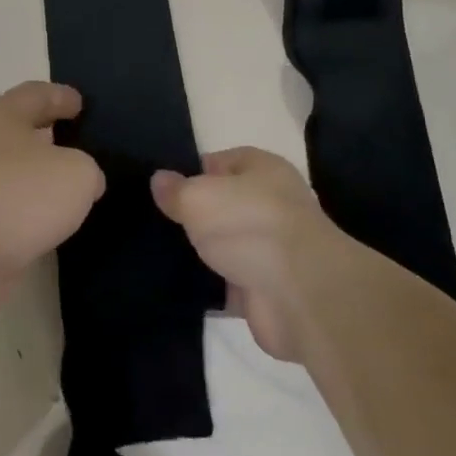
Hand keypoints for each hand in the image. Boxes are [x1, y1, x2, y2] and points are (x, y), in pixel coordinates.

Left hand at [0, 82, 104, 322]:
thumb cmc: (19, 195)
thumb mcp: (76, 173)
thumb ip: (87, 170)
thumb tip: (83, 183)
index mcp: (4, 114)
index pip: (37, 94)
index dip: (61, 96)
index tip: (80, 104)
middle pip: (21, 128)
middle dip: (48, 132)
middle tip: (78, 140)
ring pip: (15, 168)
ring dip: (39, 174)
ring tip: (71, 184)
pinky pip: (10, 203)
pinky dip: (29, 207)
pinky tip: (51, 219)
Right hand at [151, 148, 339, 362]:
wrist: (299, 295)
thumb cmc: (248, 224)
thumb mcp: (198, 196)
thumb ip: (175, 190)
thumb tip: (159, 180)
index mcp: (263, 169)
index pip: (222, 161)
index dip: (193, 171)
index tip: (164, 187)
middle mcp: (271, 204)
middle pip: (224, 204)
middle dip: (195, 214)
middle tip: (156, 219)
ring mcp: (271, 249)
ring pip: (226, 245)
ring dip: (203, 252)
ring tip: (158, 250)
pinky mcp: (267, 289)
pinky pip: (230, 282)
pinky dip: (211, 286)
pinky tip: (178, 284)